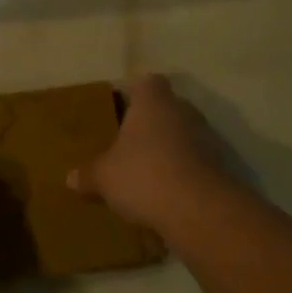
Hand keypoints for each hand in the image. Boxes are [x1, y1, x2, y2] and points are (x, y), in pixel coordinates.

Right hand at [68, 74, 235, 233]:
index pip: (147, 82)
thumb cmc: (144, 176)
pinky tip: (168, 192)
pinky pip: (196, 161)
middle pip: (167, 108)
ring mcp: (207, 137)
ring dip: (170, 148)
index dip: (134, 93)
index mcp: (153, 102)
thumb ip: (88, 175)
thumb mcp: (104, 178)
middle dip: (151, 123)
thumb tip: (70, 178)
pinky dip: (184, 171)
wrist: (199, 210)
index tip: (121, 108)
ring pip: (183, 134)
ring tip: (148, 171)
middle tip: (129, 143)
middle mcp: (183, 111)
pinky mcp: (220, 165)